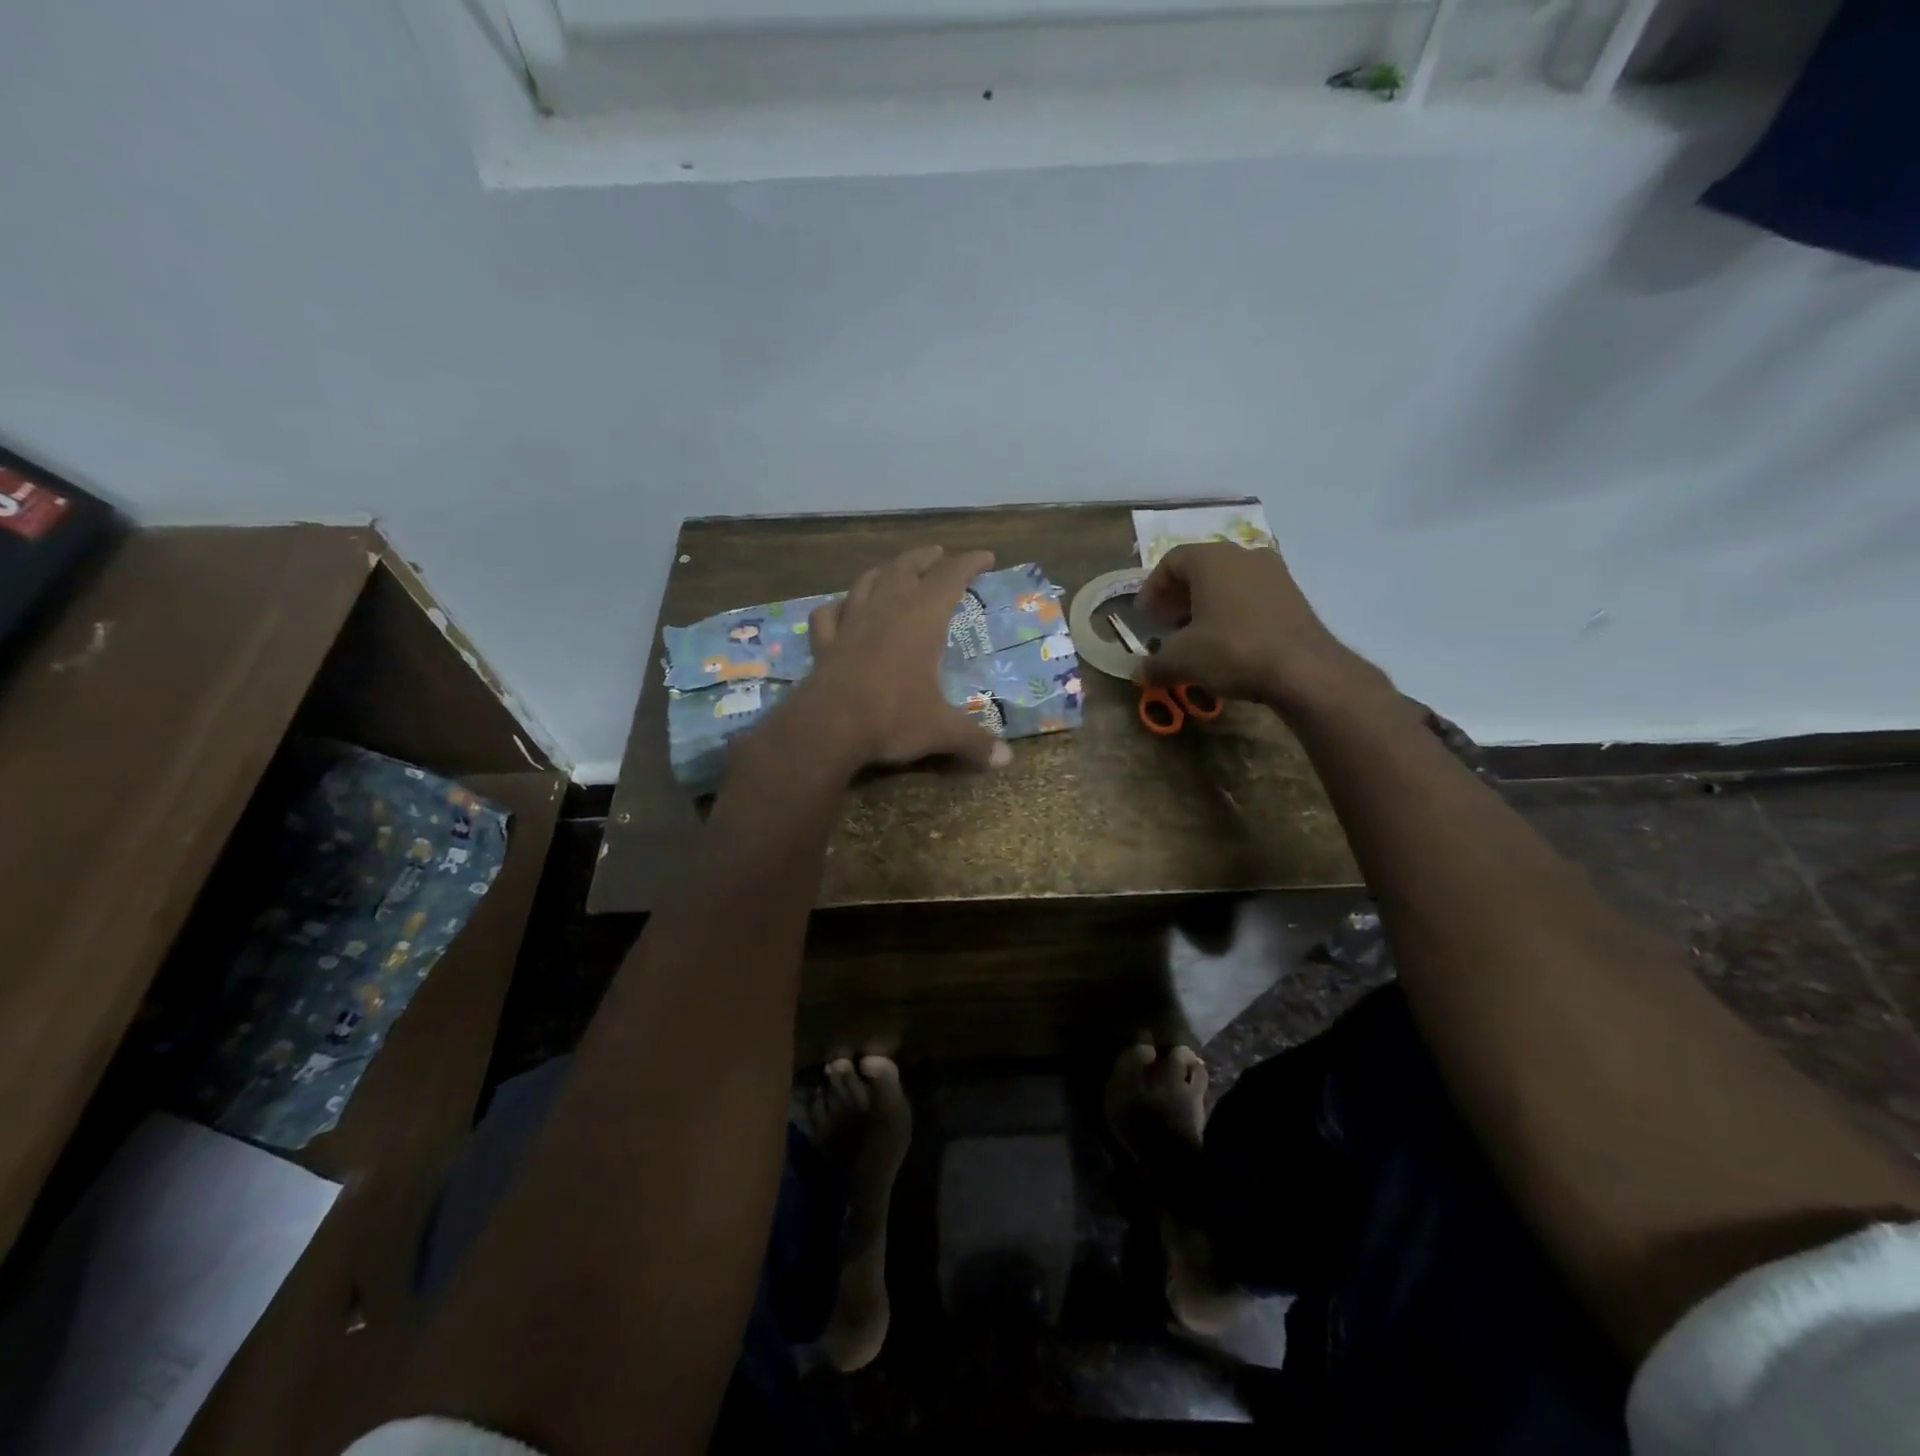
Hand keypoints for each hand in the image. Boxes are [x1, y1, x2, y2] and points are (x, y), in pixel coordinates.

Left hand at [798, 546, 1012, 772]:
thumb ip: (974, 741)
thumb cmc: (892, 718)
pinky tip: (841, 608)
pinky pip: (828, 615)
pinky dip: (838, 606)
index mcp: (921, 620)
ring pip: (867, 582)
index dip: (969, 563)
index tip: (986, 556)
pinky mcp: (824, 645)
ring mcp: (850, 625)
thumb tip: (1006, 761)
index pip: (950, 577)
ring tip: (895, 570)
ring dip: (884, 571)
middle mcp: (886, 611)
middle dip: (926, 557)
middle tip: (939, 554)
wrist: (828, 728)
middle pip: (906, 568)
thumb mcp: (941, 731)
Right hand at [1133, 542, 1370, 710]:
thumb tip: (1138, 673)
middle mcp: (1243, 555)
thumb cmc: (1232, 650)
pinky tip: (1226, 642)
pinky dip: (1232, 612)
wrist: (1303, 669)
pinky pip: (1251, 596)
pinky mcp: (1292, 595)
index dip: (1152, 588)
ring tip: (1194, 635)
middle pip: (1201, 568)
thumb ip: (1154, 663)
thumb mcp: (1181, 660)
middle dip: (1178, 596)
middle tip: (1165, 624)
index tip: (1144, 616)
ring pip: (1228, 582)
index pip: (1172, 561)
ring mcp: (1273, 573)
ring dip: (1206, 604)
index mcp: (1212, 559)